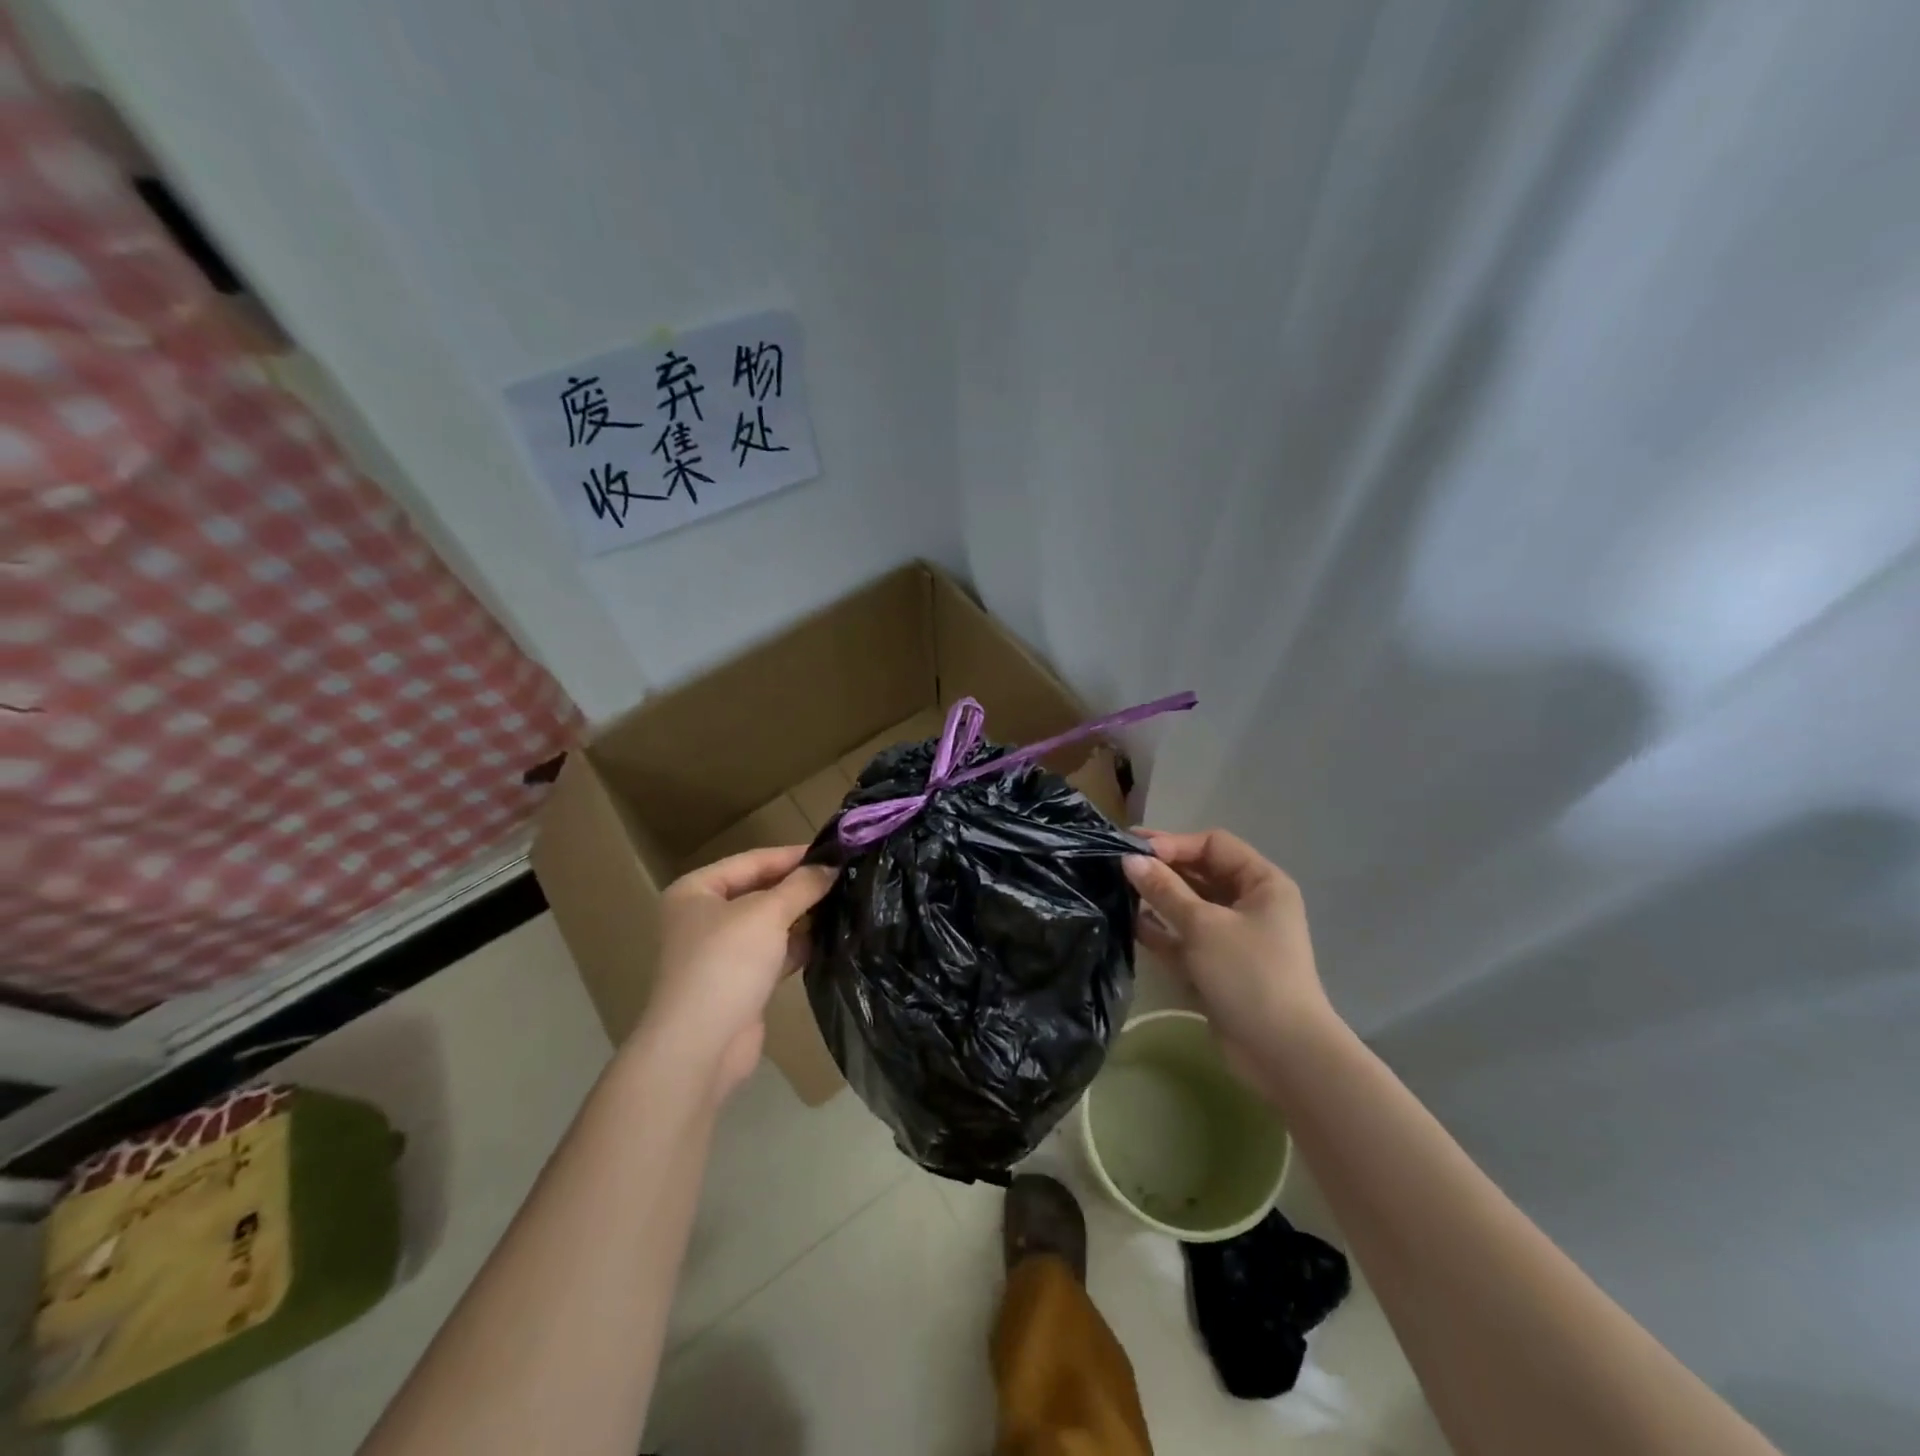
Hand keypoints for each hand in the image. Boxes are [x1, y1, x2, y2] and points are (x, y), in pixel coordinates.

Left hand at [644, 845, 836, 1097]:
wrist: (701, 1046)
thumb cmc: (726, 963)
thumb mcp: (767, 913)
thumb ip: (802, 885)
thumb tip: (832, 865)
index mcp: (697, 891)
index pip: (753, 860)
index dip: (794, 855)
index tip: (836, 852)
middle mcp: (704, 917)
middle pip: (761, 891)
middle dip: (800, 887)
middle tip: (846, 877)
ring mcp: (721, 952)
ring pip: (770, 924)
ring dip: (803, 917)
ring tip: (847, 904)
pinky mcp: (739, 982)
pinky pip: (774, 952)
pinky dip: (798, 946)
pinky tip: (831, 939)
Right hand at [1124, 829, 1334, 1067]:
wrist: (1282, 1053)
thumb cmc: (1248, 974)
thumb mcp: (1203, 926)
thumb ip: (1164, 890)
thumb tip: (1129, 860)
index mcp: (1261, 883)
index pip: (1213, 845)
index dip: (1175, 844)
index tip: (1136, 851)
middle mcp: (1249, 903)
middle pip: (1200, 873)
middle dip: (1162, 869)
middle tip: (1117, 864)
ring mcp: (1233, 936)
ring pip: (1189, 906)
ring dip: (1157, 899)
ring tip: (1117, 891)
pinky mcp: (1217, 965)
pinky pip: (1185, 938)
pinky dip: (1161, 931)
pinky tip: (1131, 924)